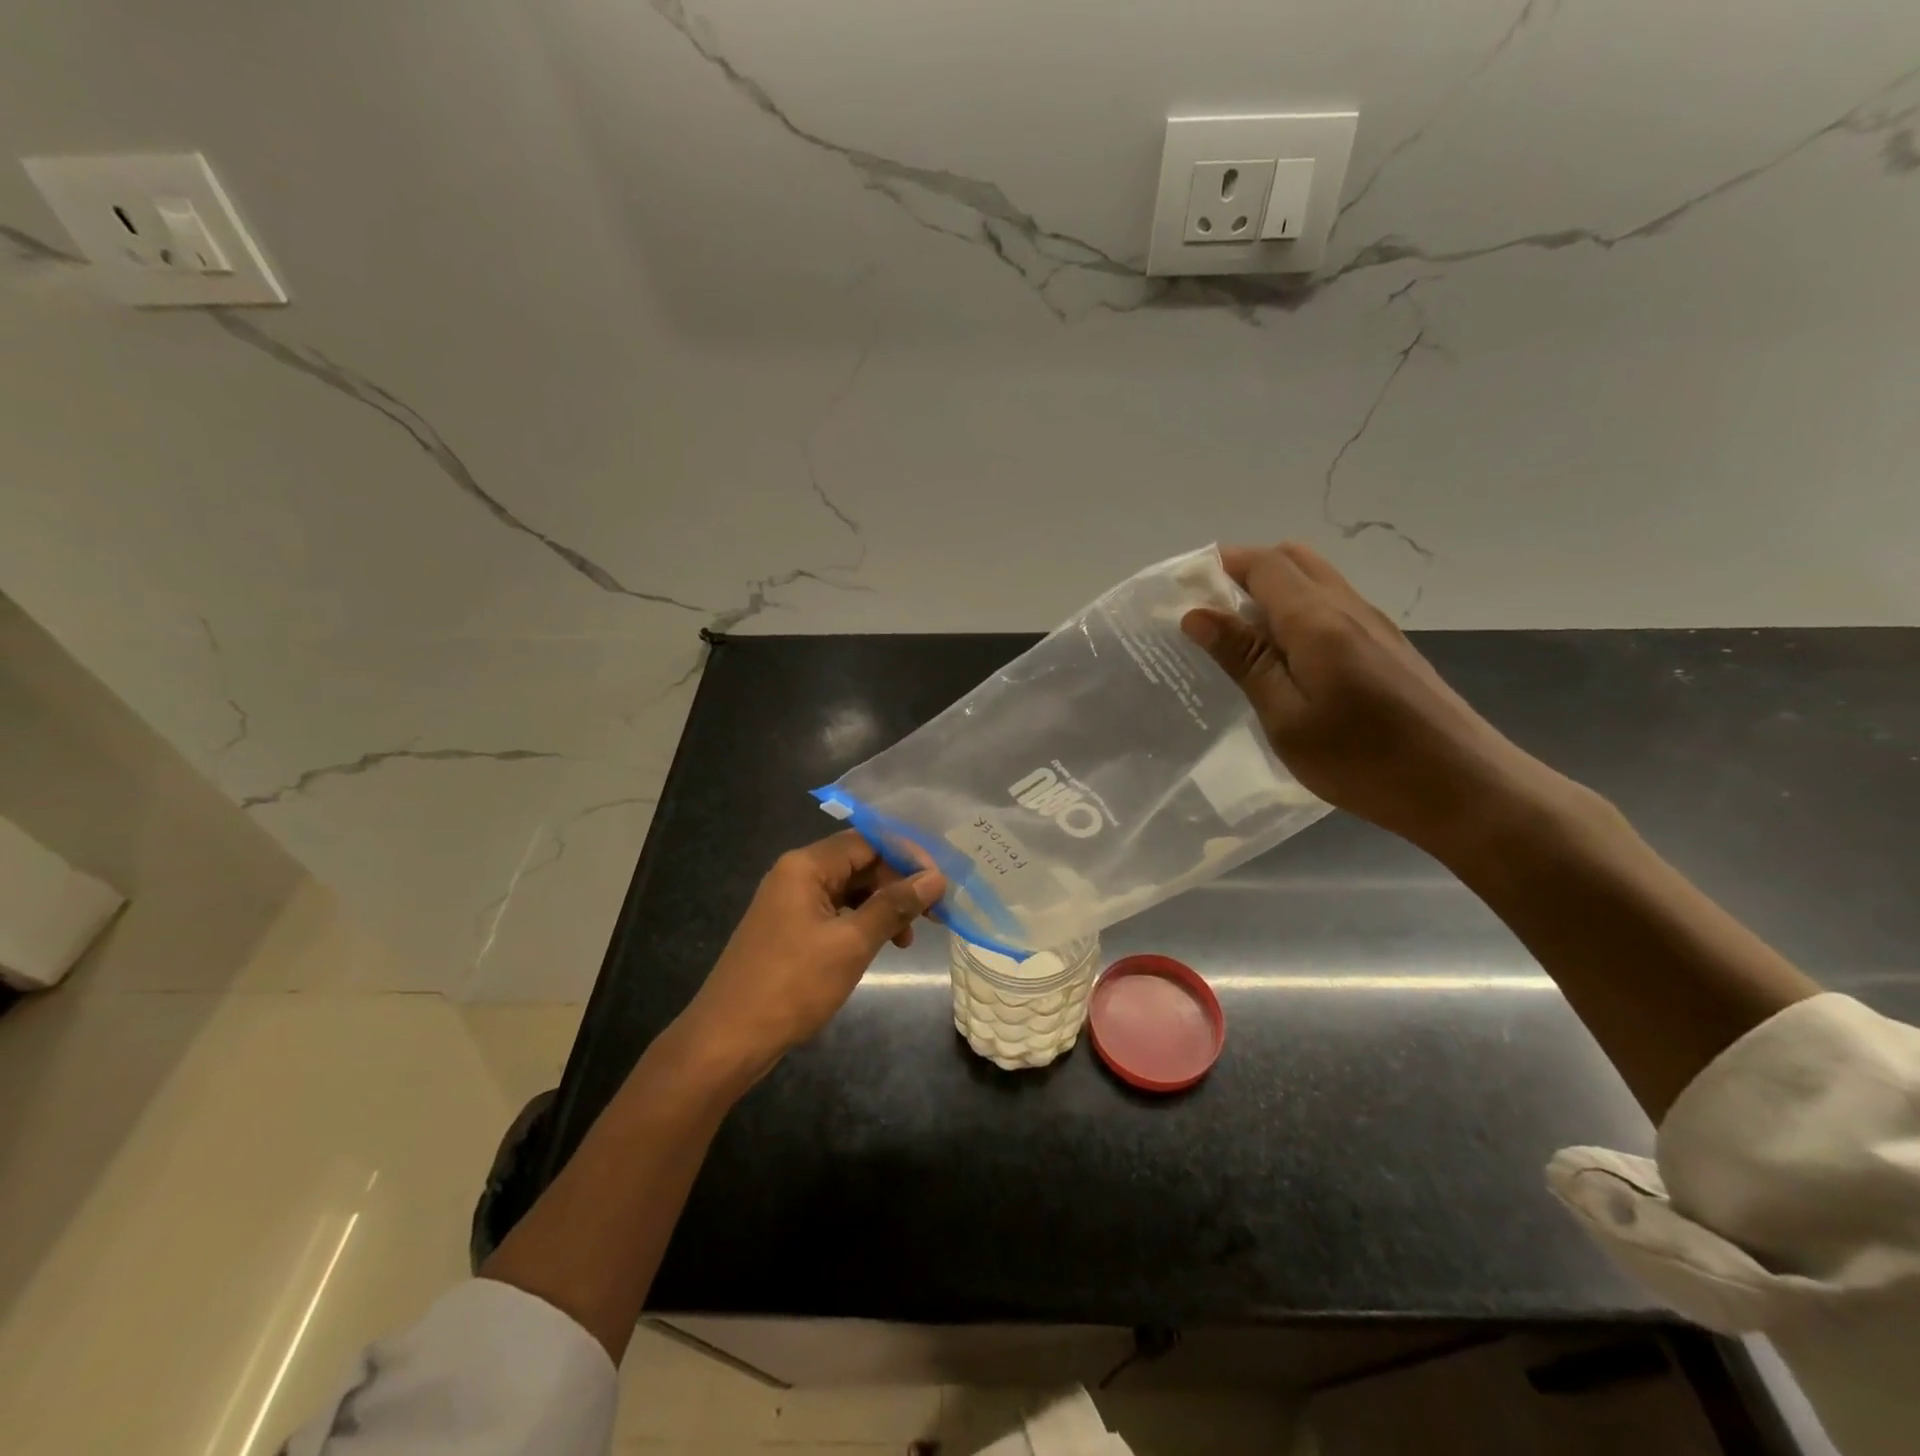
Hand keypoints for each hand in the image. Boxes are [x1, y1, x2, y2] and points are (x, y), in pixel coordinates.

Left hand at [676, 830, 945, 1080]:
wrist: (727, 1040)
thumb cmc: (792, 985)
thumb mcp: (851, 944)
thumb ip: (894, 906)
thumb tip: (935, 877)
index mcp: (806, 866)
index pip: (868, 841)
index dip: (907, 857)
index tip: (940, 883)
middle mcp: (796, 874)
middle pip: (859, 863)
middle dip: (898, 884)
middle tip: (933, 914)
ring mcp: (790, 902)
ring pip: (849, 890)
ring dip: (883, 907)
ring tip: (908, 939)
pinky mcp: (789, 929)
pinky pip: (835, 912)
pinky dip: (861, 924)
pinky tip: (880, 946)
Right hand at [1182, 541, 1556, 853]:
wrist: (1463, 788)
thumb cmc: (1362, 760)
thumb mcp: (1286, 717)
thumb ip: (1244, 660)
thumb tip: (1197, 614)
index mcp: (1318, 621)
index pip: (1264, 563)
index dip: (1221, 564)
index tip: (1183, 589)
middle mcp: (1349, 608)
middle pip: (1293, 560)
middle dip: (1245, 572)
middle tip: (1210, 615)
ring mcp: (1375, 626)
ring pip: (1316, 581)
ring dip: (1273, 592)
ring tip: (1240, 640)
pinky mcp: (1388, 648)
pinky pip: (1332, 607)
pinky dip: (1297, 613)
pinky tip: (1286, 661)